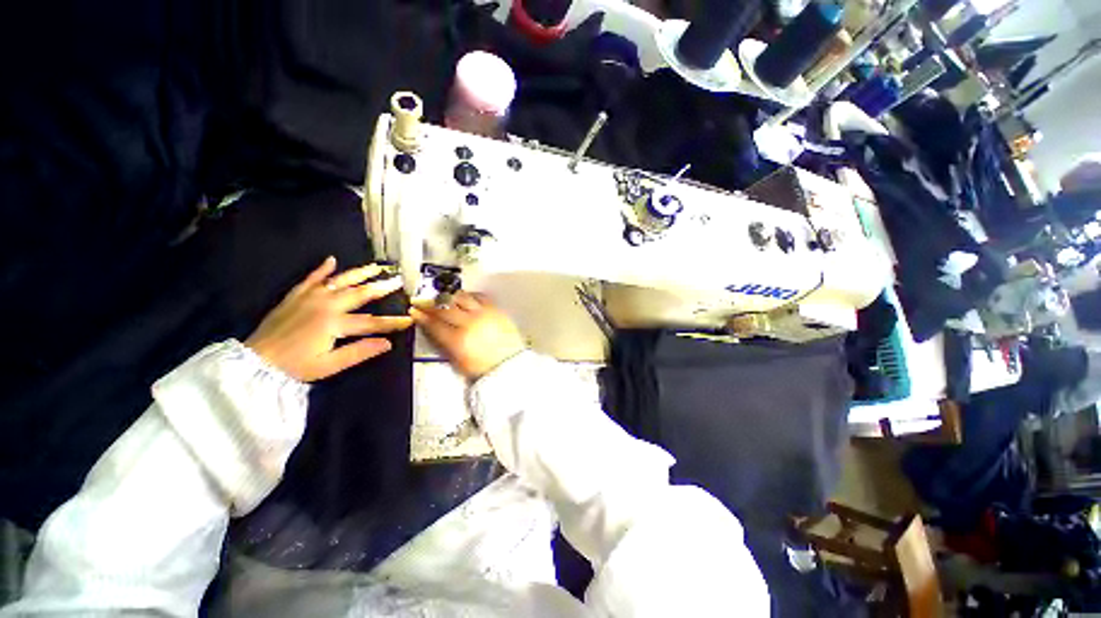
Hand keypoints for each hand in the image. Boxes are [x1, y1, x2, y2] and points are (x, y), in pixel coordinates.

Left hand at [245, 257, 412, 381]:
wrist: (255, 361)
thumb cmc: (295, 366)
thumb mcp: (329, 365)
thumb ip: (359, 352)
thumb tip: (387, 343)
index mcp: (335, 323)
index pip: (372, 322)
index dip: (393, 322)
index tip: (409, 319)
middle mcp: (325, 305)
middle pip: (359, 294)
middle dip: (381, 288)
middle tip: (398, 280)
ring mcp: (309, 298)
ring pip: (339, 281)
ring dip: (359, 273)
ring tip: (375, 266)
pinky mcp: (295, 296)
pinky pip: (311, 278)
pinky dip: (321, 269)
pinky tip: (331, 260)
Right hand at [410, 292, 526, 379]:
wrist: (509, 365)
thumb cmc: (485, 368)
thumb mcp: (458, 362)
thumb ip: (443, 345)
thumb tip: (433, 331)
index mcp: (458, 340)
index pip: (434, 323)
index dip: (421, 316)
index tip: (414, 311)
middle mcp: (470, 323)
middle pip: (445, 307)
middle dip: (431, 303)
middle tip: (424, 301)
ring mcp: (484, 314)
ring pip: (462, 298)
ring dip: (449, 296)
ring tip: (444, 297)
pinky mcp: (495, 310)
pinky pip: (480, 297)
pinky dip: (470, 295)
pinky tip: (466, 297)